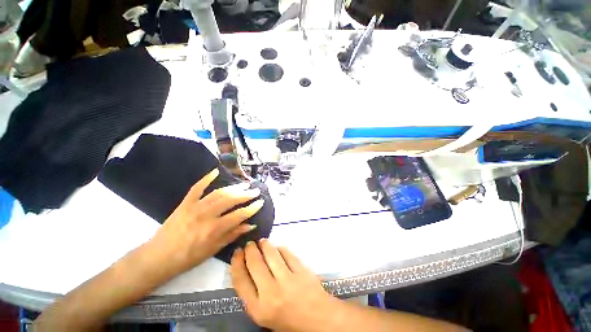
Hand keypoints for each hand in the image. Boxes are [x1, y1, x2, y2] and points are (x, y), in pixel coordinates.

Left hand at [152, 168, 262, 274]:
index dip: (252, 208)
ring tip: (245, 184)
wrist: (160, 256)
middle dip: (246, 194)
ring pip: (219, 193)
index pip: (239, 215)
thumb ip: (233, 234)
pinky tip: (216, 171)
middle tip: (256, 191)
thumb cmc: (189, 257)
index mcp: (214, 229)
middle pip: (231, 200)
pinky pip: (197, 187)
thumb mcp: (214, 249)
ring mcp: (195, 206)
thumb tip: (250, 224)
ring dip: (234, 187)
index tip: (261, 202)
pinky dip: (206, 178)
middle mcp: (207, 215)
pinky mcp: (185, 203)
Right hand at [231, 240, 336, 331]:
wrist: (317, 320)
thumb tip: (246, 266)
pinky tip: (278, 248)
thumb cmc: (287, 318)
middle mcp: (271, 293)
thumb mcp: (263, 313)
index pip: (240, 280)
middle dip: (250, 250)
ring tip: (263, 242)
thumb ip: (252, 293)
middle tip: (250, 244)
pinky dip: (280, 248)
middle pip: (255, 263)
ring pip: (271, 254)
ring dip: (265, 244)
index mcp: (258, 308)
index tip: (237, 252)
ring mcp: (288, 280)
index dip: (236, 263)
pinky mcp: (301, 270)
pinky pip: (287, 253)